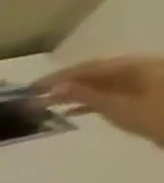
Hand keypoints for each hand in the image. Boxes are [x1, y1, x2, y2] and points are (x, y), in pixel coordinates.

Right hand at [39, 57, 163, 147]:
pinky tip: (68, 113)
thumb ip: (85, 95)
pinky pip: (110, 95)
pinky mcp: (141, 97)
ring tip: (46, 105)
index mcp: (134, 66)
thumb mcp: (114, 106)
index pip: (89, 67)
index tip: (31, 88)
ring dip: (73, 95)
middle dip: (65, 85)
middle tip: (36, 97)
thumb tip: (55, 87)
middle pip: (95, 75)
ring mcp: (142, 83)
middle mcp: (139, 69)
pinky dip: (89, 102)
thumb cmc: (153, 116)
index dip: (59, 77)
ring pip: (100, 85)